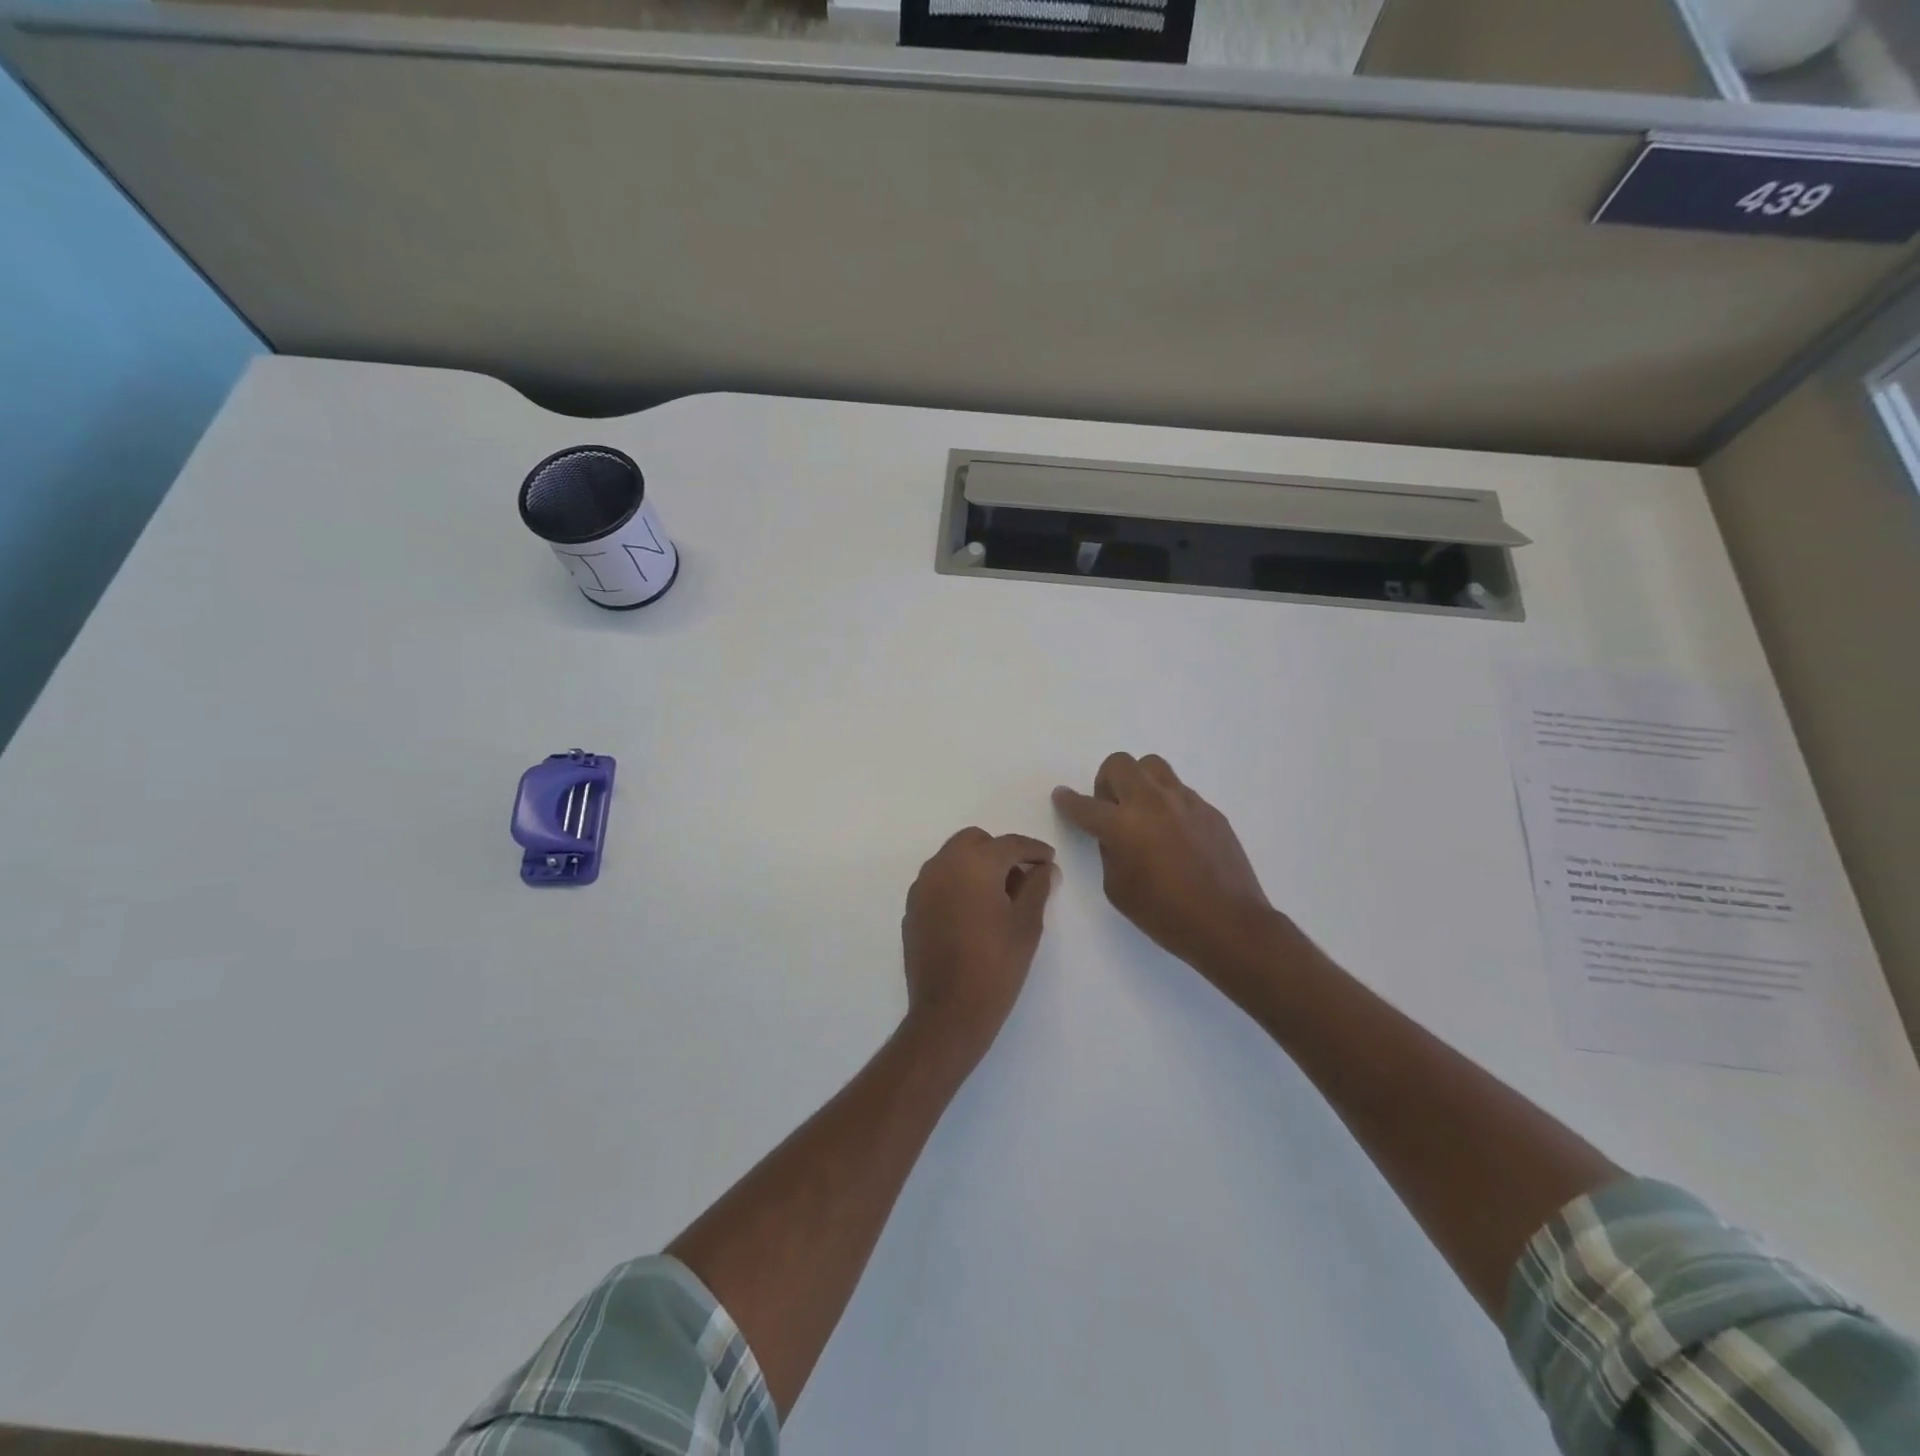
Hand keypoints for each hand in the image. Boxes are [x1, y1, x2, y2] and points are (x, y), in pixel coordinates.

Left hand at [901, 827, 1056, 1058]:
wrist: (948, 1011)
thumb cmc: (996, 964)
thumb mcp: (1027, 924)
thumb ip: (1037, 888)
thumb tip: (1044, 868)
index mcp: (974, 863)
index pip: (1009, 844)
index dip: (1033, 850)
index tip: (1049, 860)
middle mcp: (942, 865)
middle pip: (975, 841)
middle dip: (1000, 852)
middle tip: (1022, 877)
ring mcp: (922, 886)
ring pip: (953, 859)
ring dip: (976, 866)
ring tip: (1000, 896)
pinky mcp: (912, 908)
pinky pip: (938, 881)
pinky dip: (958, 884)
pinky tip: (973, 912)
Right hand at [1053, 753, 1276, 975]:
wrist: (1229, 923)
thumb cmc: (1165, 915)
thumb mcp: (1118, 889)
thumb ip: (1109, 852)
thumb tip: (1113, 835)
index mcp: (1122, 825)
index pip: (1085, 805)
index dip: (1068, 801)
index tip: (1062, 797)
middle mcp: (1151, 802)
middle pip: (1119, 764)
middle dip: (1106, 782)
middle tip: (1111, 808)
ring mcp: (1184, 801)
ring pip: (1152, 766)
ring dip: (1138, 782)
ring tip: (1143, 811)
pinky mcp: (1209, 809)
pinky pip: (1179, 791)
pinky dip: (1167, 803)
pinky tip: (1174, 833)